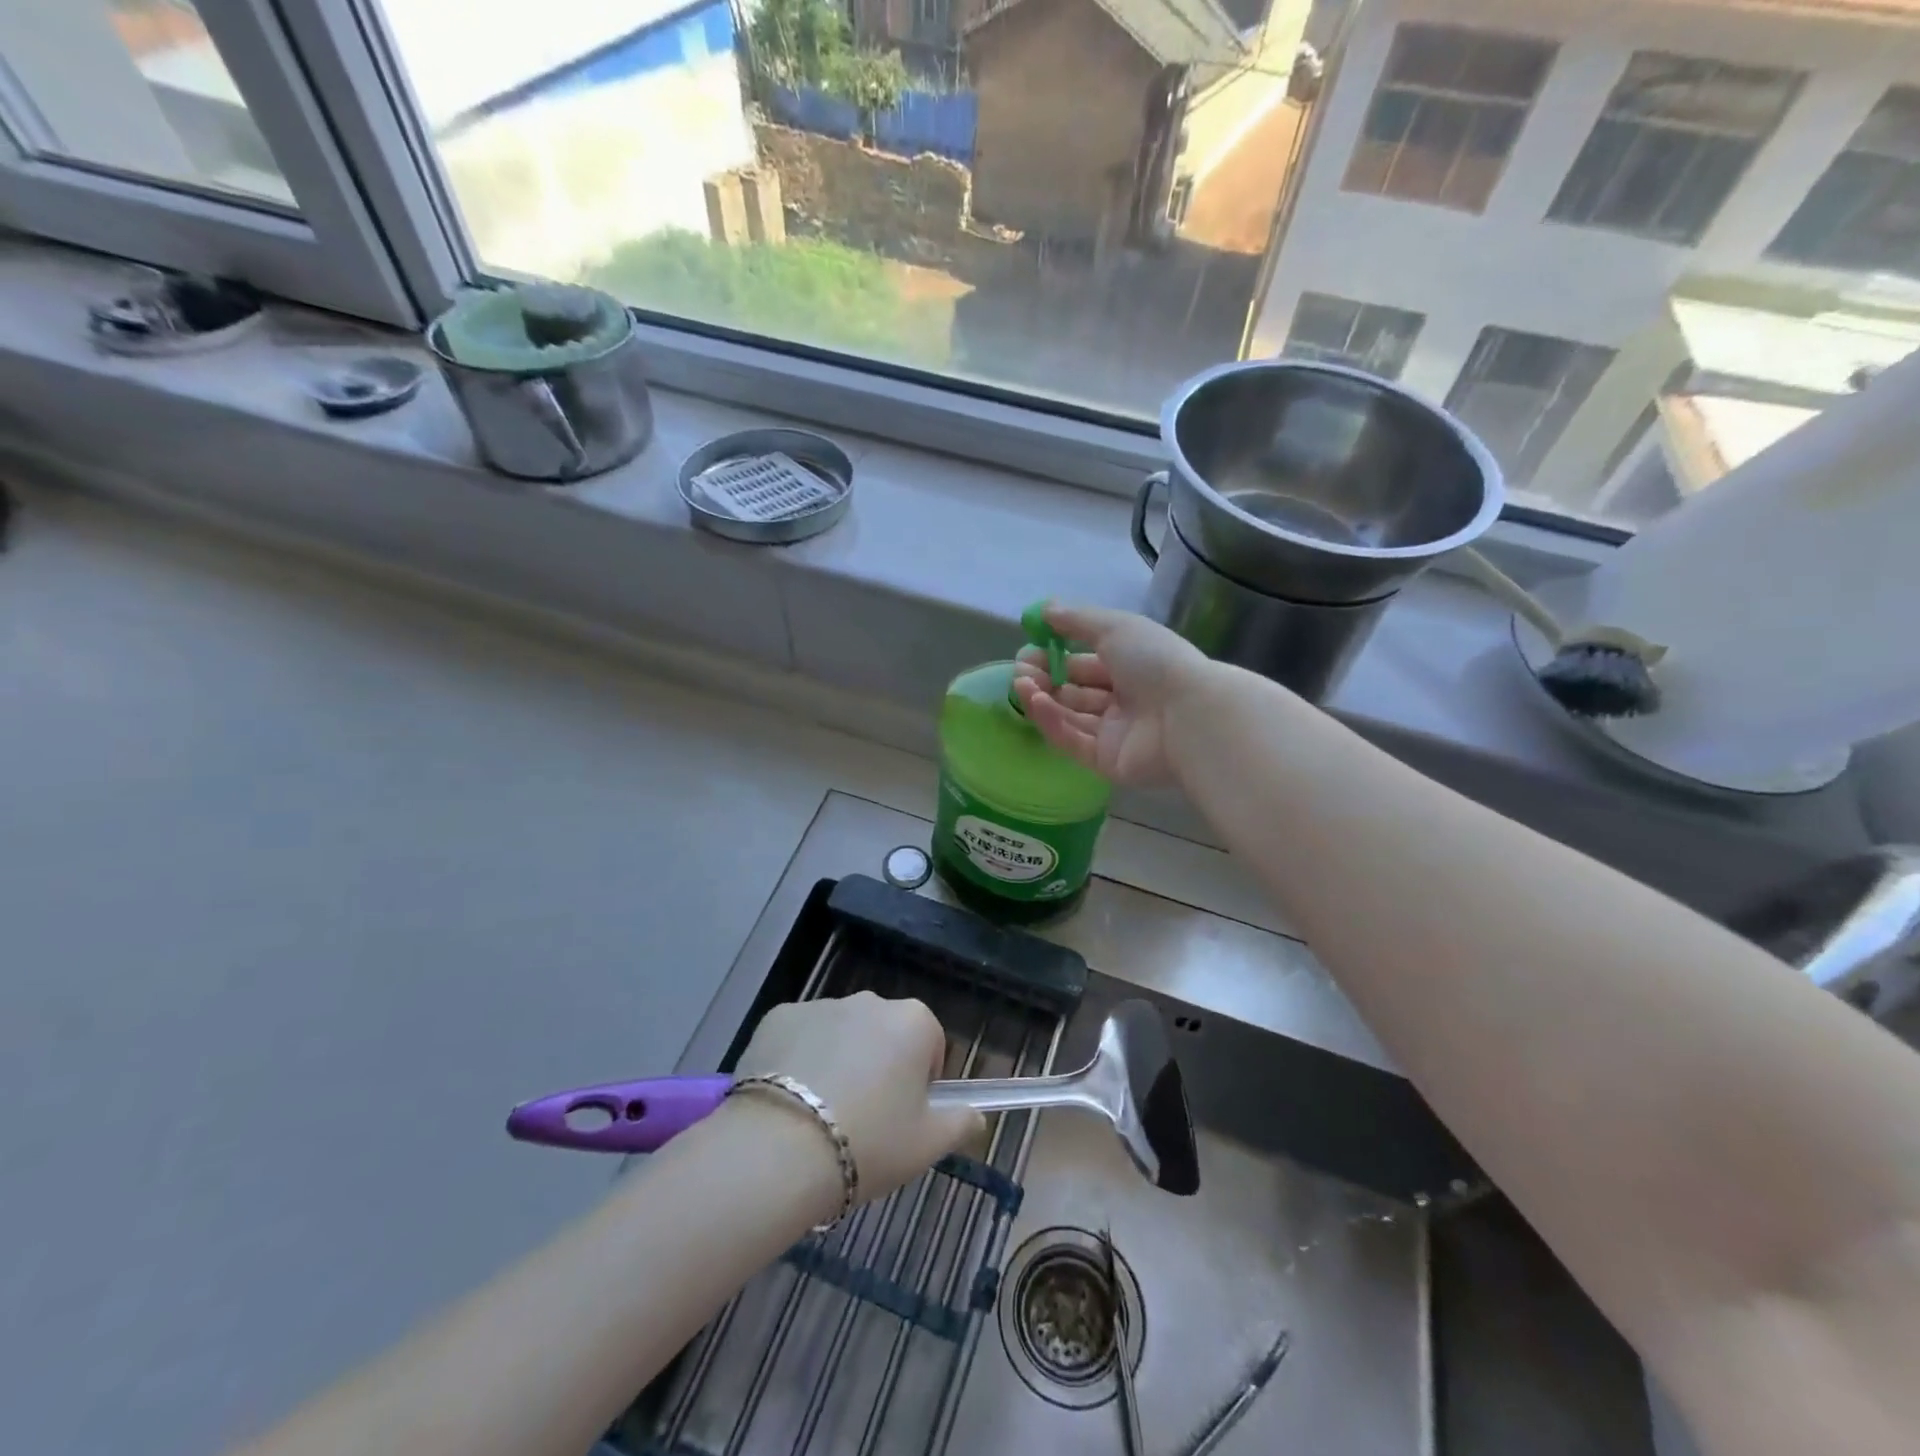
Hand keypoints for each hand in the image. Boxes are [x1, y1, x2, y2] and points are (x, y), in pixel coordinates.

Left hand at [732, 993, 983, 1207]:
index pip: (929, 1044)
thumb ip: (960, 1123)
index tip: (903, 1117)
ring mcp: (821, 1004)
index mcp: (913, 1021)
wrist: (780, 1149)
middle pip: (883, 1034)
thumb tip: (977, 1116)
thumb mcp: (927, 1145)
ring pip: (840, 1033)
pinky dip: (798, 1059)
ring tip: (819, 1116)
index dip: (920, 1082)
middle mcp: (870, 1001)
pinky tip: (787, 1102)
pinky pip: (799, 1036)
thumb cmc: (869, 1143)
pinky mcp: (778, 1016)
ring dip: (838, 1060)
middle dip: (878, 1066)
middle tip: (863, 1119)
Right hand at [1013, 604, 1216, 786]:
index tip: (1027, 649)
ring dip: (1042, 699)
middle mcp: (1122, 700)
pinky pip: (1072, 741)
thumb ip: (1077, 620)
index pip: (1084, 664)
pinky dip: (1052, 722)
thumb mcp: (1116, 627)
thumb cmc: (1155, 662)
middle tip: (1019, 671)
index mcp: (1130, 667)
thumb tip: (1044, 611)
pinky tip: (1035, 703)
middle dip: (1044, 679)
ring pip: (1069, 716)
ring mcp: (1114, 733)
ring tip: (1021, 685)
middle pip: (1073, 691)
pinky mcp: (1105, 762)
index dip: (1054, 656)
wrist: (1189, 715)